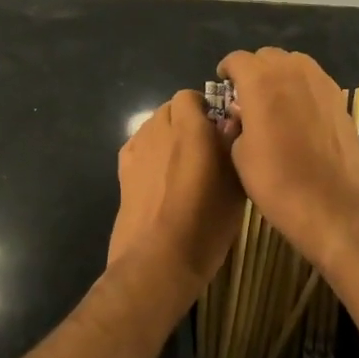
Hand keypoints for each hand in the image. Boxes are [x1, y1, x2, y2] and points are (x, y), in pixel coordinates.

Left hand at [107, 91, 244, 303]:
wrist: (157, 261)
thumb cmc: (205, 224)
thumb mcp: (236, 187)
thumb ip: (233, 146)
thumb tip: (232, 121)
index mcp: (189, 128)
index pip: (191, 96)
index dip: (206, 109)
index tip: (220, 131)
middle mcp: (159, 129)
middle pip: (170, 109)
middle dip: (187, 120)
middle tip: (205, 149)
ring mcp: (136, 149)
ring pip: (153, 126)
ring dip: (168, 136)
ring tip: (183, 166)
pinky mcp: (122, 170)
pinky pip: (139, 146)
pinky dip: (151, 152)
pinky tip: (162, 179)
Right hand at [216, 48, 358, 267]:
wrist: (334, 204)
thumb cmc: (278, 182)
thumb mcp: (240, 155)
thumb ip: (237, 124)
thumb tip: (242, 115)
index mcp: (261, 82)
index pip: (237, 59)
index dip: (227, 71)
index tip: (223, 86)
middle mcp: (292, 71)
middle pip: (267, 56)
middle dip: (254, 70)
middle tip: (247, 97)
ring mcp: (321, 83)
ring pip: (294, 63)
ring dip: (280, 75)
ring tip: (275, 102)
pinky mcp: (340, 99)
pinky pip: (314, 80)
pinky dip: (302, 88)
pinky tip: (299, 114)